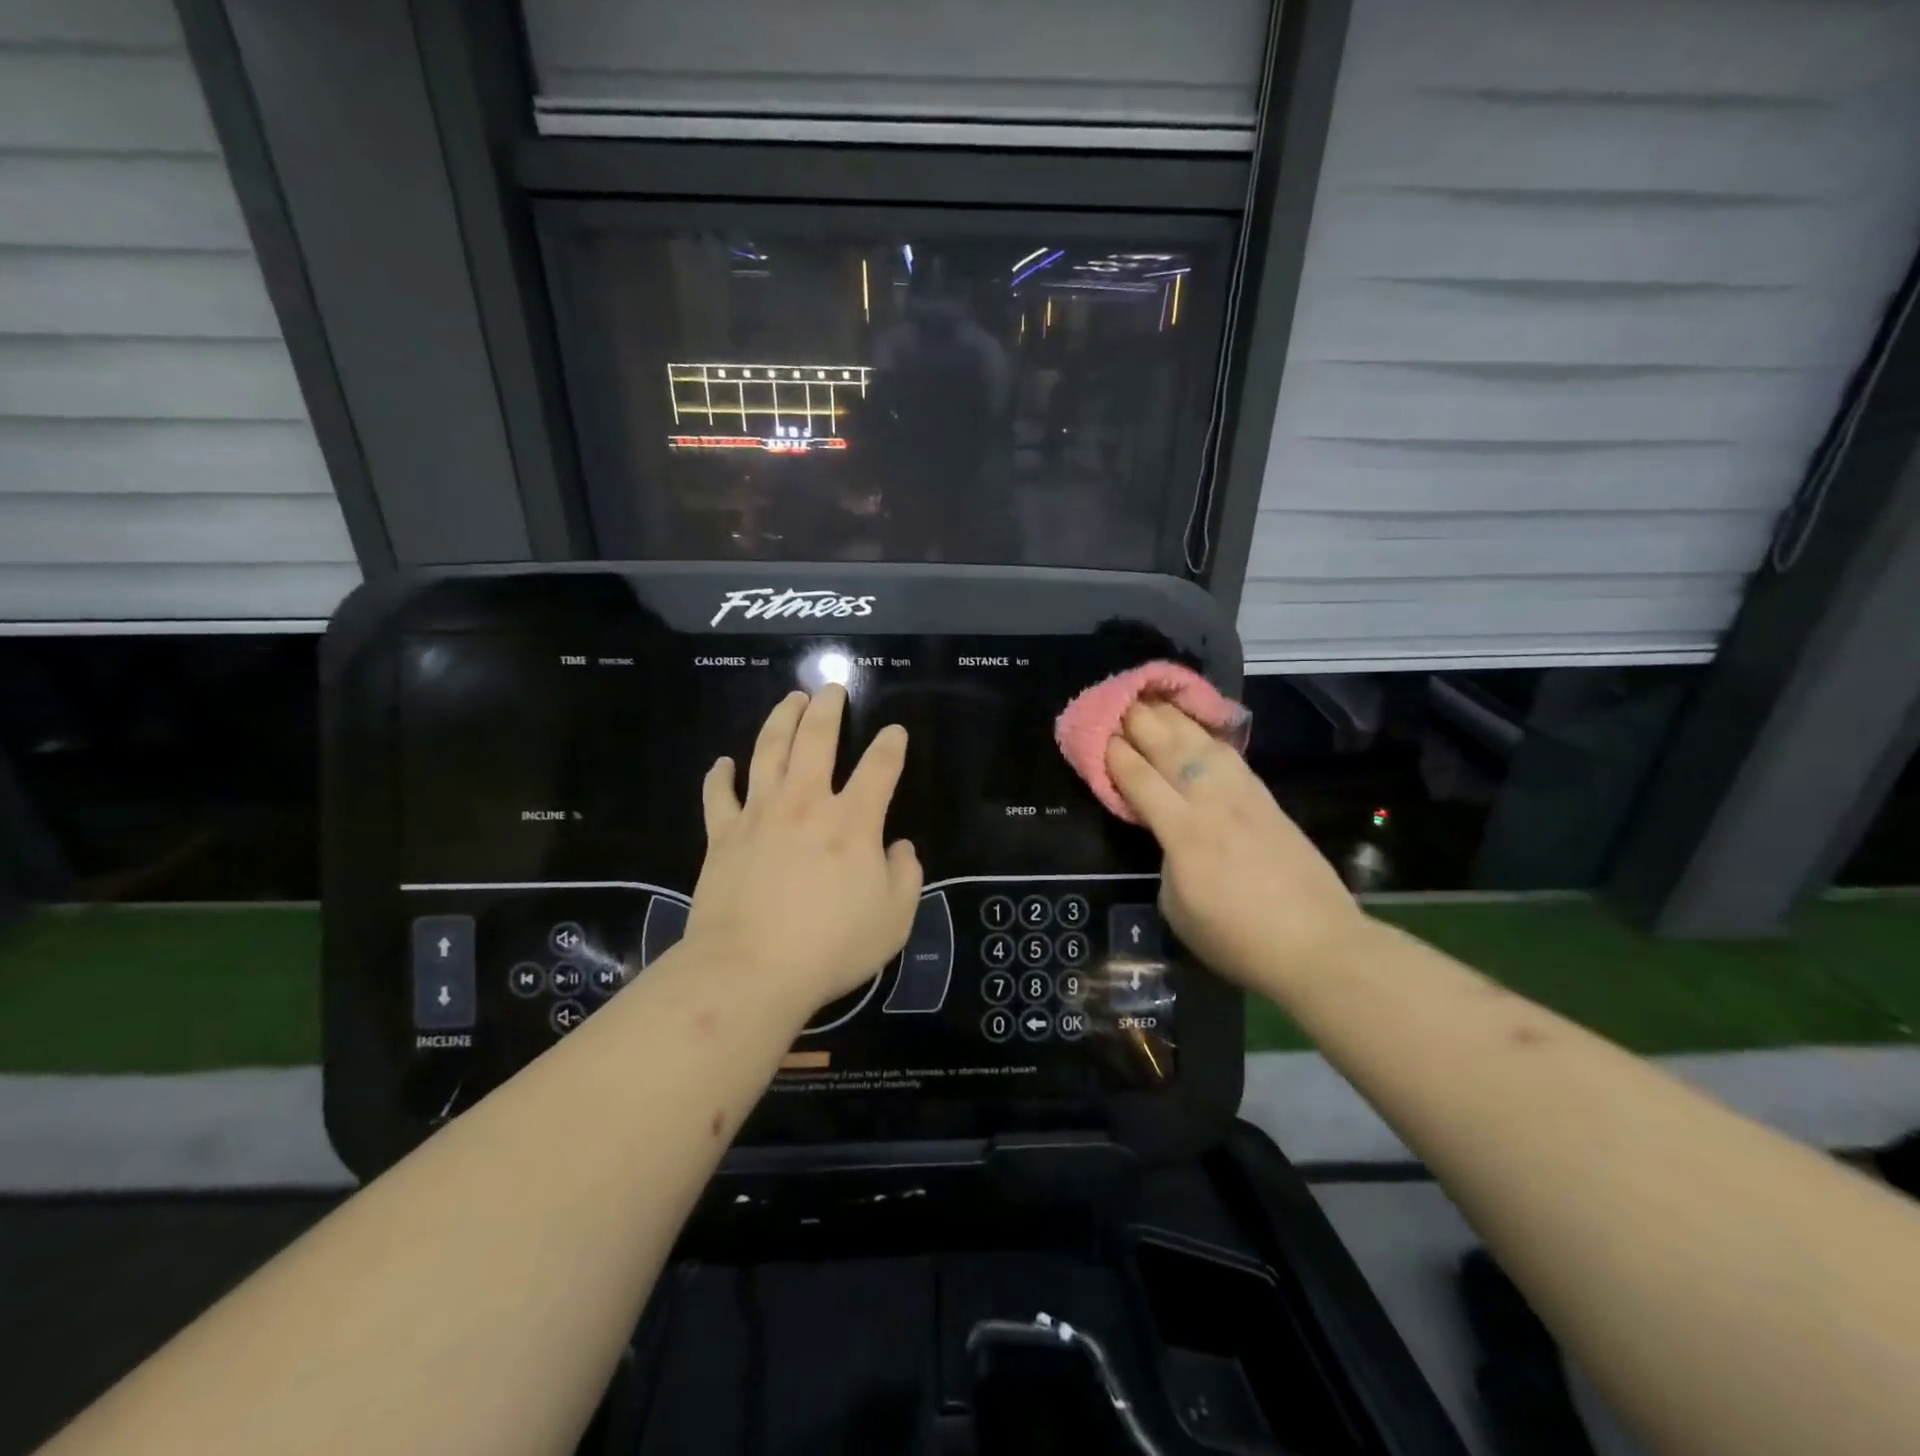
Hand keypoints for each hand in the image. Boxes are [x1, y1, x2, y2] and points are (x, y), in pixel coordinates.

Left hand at [686, 686, 921, 1024]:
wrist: (750, 970)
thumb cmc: (830, 947)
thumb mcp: (894, 919)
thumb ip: (907, 876)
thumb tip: (900, 847)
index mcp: (852, 821)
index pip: (879, 767)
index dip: (891, 745)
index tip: (895, 732)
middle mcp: (806, 803)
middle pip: (816, 739)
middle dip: (828, 709)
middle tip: (831, 688)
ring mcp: (759, 815)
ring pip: (768, 751)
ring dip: (781, 720)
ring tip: (790, 699)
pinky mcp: (723, 835)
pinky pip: (718, 795)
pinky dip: (720, 775)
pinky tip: (723, 762)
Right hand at [1106, 702, 1362, 988]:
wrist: (1316, 944)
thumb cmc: (1237, 938)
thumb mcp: (1176, 908)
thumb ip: (1166, 861)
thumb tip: (1169, 840)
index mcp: (1183, 831)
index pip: (1139, 778)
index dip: (1114, 754)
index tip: (1096, 735)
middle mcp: (1211, 801)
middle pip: (1169, 747)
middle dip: (1139, 721)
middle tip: (1116, 703)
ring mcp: (1243, 795)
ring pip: (1202, 742)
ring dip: (1173, 717)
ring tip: (1152, 700)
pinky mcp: (1266, 798)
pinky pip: (1229, 755)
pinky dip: (1206, 735)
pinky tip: (1196, 728)